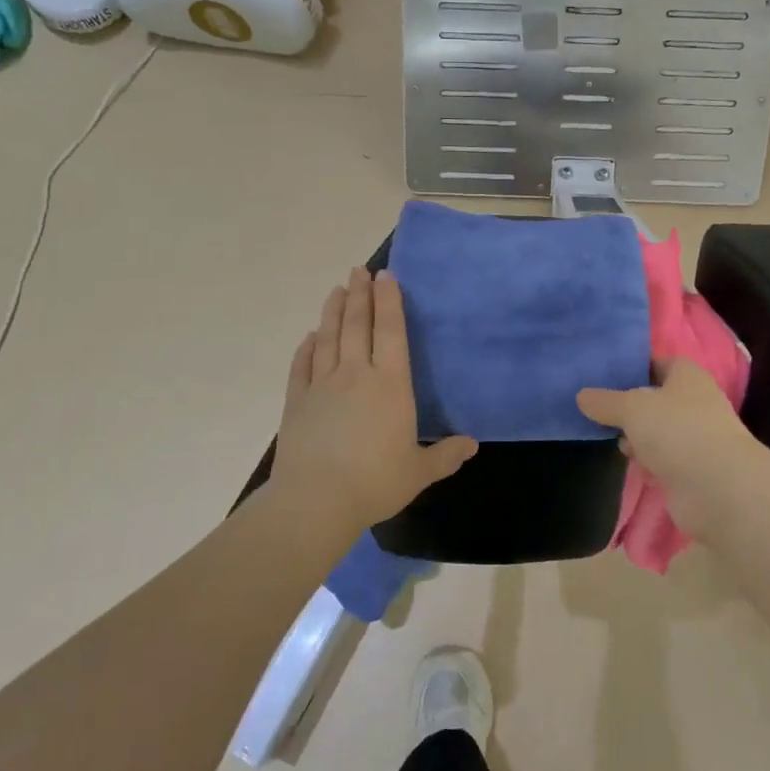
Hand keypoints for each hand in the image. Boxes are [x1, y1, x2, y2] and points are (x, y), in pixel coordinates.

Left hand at [268, 267, 477, 539]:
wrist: (316, 499)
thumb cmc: (375, 482)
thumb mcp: (419, 472)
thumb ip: (446, 455)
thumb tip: (472, 444)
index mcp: (390, 385)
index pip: (391, 332)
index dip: (389, 302)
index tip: (386, 277)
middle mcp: (356, 374)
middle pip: (357, 324)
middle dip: (359, 294)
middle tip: (359, 270)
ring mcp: (322, 384)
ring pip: (328, 337)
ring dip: (333, 311)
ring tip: (336, 289)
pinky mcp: (297, 400)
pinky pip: (302, 364)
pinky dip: (306, 347)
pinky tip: (309, 337)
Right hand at [578, 358, 769, 542]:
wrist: (718, 489)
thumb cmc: (677, 431)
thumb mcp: (632, 408)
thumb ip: (605, 401)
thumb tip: (581, 396)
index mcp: (687, 376)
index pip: (658, 363)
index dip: (633, 367)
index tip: (603, 376)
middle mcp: (695, 403)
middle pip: (656, 399)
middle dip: (630, 407)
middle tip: (598, 412)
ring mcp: (695, 439)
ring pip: (658, 432)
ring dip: (638, 439)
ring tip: (613, 441)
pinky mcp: (692, 471)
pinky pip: (663, 461)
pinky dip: (649, 464)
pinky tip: (633, 468)